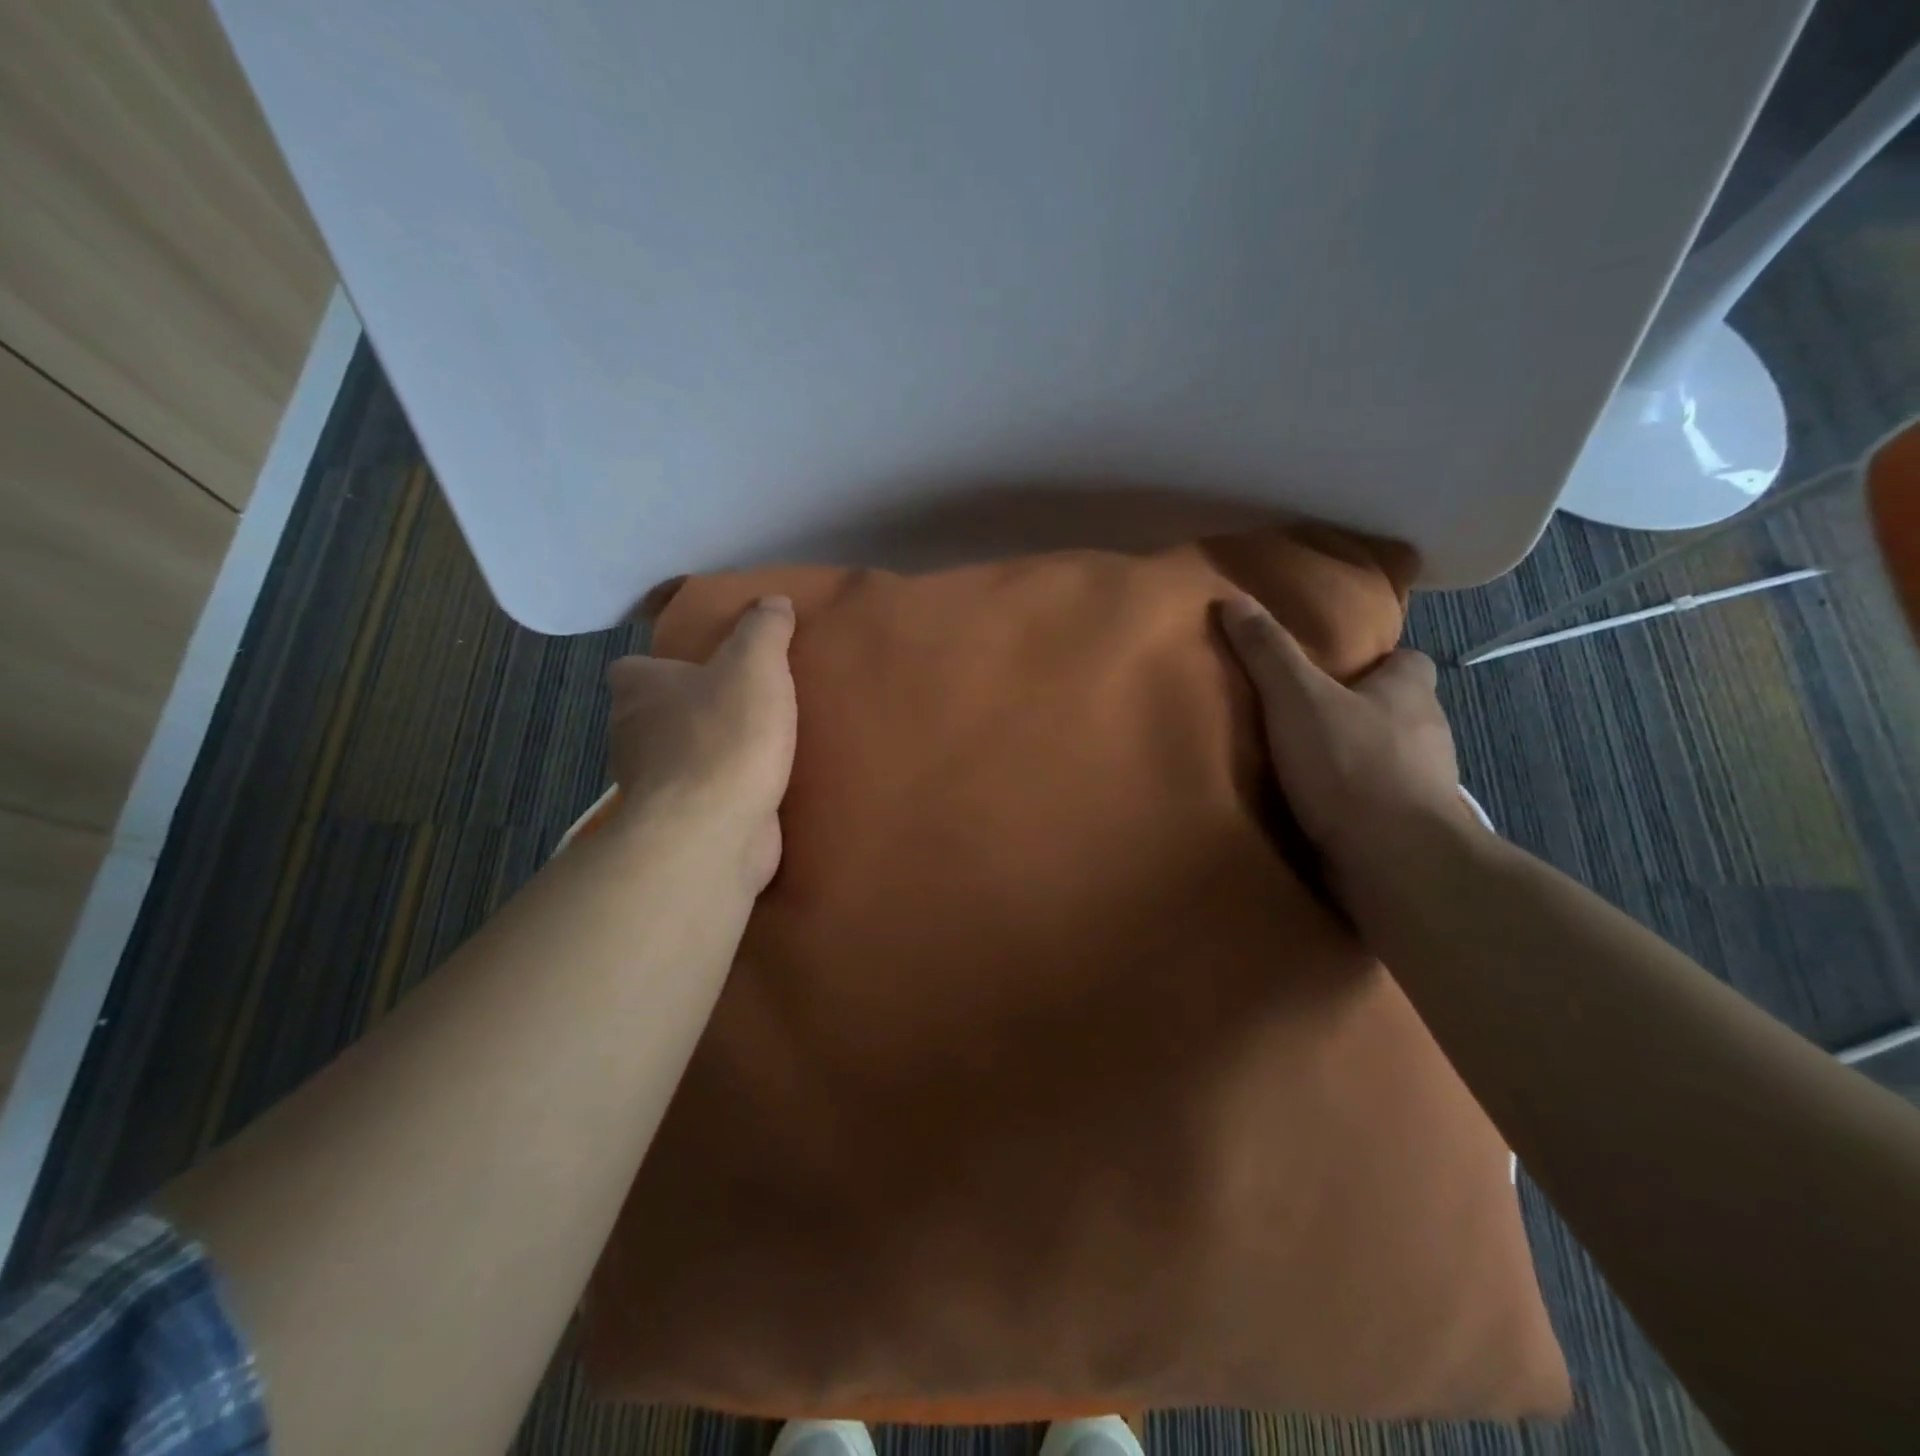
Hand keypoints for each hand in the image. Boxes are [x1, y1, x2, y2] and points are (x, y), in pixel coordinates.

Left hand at [605, 596, 797, 889]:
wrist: (712, 830)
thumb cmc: (724, 736)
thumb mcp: (754, 665)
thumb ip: (764, 630)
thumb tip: (773, 601)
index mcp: (638, 689)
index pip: (633, 669)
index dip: (662, 666)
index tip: (700, 668)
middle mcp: (631, 734)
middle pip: (653, 714)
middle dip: (688, 710)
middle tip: (739, 703)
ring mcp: (651, 785)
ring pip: (674, 758)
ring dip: (705, 752)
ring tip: (755, 743)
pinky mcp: (675, 824)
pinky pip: (697, 798)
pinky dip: (719, 792)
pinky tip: (755, 786)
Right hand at [1220, 595, 1463, 884]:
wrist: (1394, 860)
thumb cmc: (1350, 764)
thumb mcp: (1297, 697)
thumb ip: (1267, 652)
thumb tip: (1233, 599)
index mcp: (1409, 692)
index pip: (1408, 661)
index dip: (1377, 661)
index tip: (1337, 669)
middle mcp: (1428, 733)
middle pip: (1398, 710)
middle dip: (1361, 711)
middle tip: (1306, 715)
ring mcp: (1425, 785)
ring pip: (1391, 758)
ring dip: (1357, 760)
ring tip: (1306, 765)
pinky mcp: (1411, 828)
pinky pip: (1381, 803)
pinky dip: (1356, 803)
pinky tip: (1320, 810)